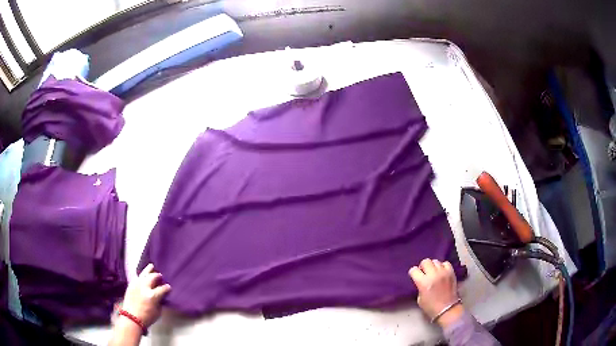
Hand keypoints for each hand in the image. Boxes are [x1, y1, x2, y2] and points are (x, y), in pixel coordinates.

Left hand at [121, 263, 170, 327]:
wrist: (131, 318)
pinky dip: (141, 275)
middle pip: (152, 277)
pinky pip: (137, 277)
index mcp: (153, 295)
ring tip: (151, 266)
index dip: (167, 288)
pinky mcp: (130, 285)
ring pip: (143, 274)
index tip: (169, 287)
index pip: (162, 288)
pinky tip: (143, 274)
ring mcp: (136, 284)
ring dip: (148, 270)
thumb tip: (160, 296)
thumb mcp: (158, 311)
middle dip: (157, 276)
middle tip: (160, 276)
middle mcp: (144, 287)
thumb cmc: (147, 317)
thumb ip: (159, 302)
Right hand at [408, 258, 463, 327]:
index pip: (414, 270)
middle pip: (425, 261)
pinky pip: (445, 263)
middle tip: (424, 272)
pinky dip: (442, 266)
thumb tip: (421, 281)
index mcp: (423, 282)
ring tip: (433, 272)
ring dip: (432, 266)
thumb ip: (419, 287)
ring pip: (435, 261)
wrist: (447, 309)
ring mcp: (443, 272)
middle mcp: (433, 274)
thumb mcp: (420, 299)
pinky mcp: (451, 272)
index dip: (413, 273)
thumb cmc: (431, 307)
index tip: (414, 276)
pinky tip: (441, 272)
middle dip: (422, 266)